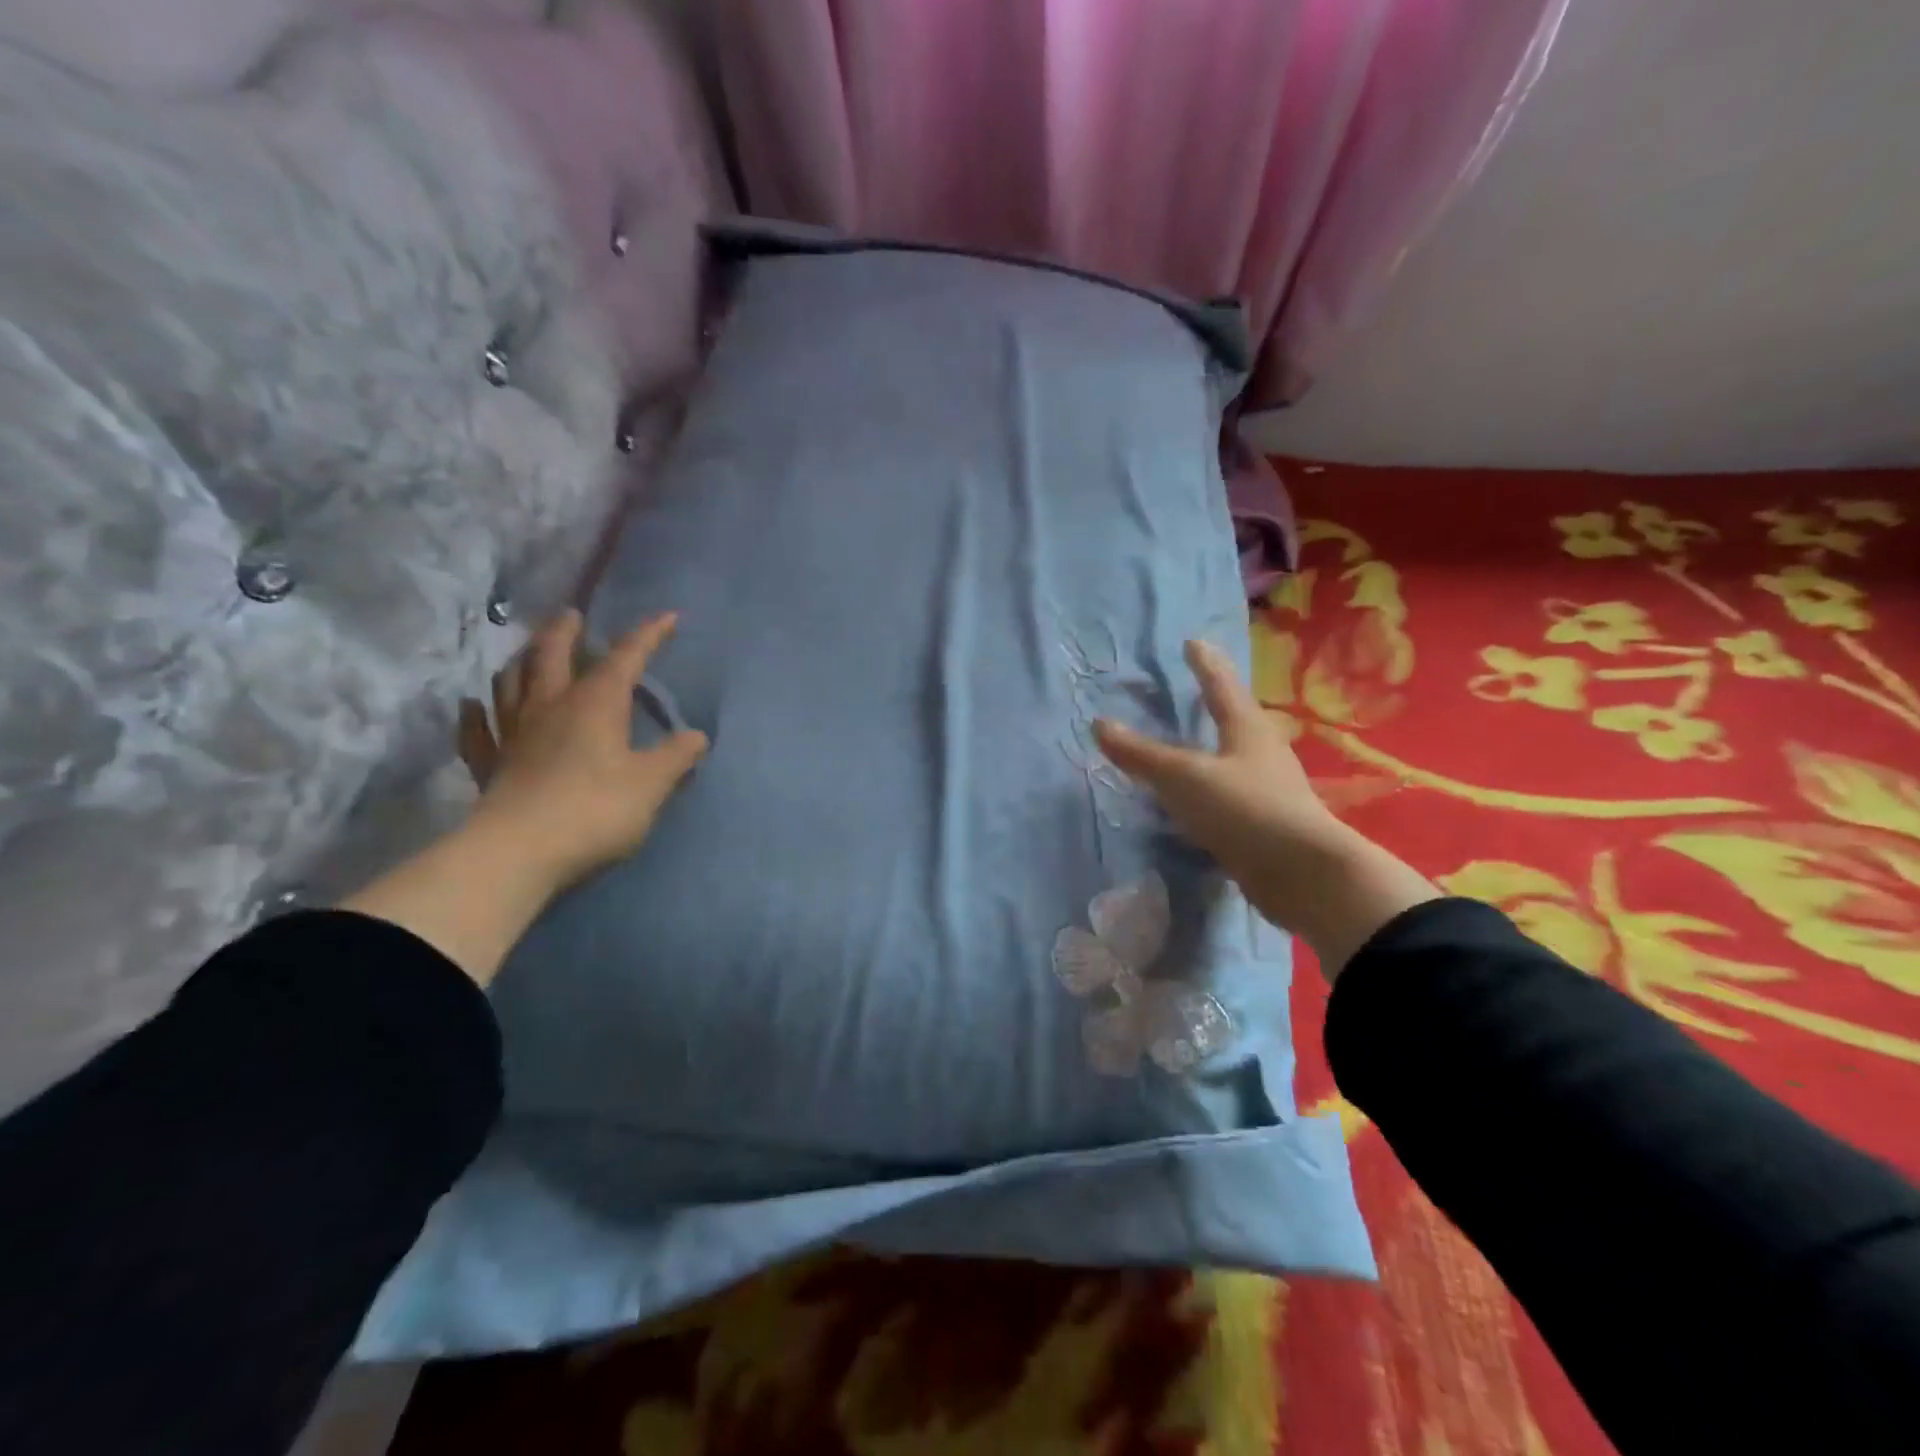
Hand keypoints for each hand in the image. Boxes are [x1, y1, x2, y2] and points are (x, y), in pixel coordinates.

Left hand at [458, 609, 708, 892]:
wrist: (521, 851)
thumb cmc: (596, 809)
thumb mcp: (652, 784)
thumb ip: (676, 757)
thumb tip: (696, 736)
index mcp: (596, 704)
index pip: (625, 658)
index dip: (648, 635)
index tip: (667, 616)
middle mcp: (550, 707)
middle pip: (552, 656)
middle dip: (565, 632)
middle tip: (571, 615)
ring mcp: (513, 734)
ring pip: (511, 683)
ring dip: (521, 661)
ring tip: (528, 653)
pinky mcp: (489, 765)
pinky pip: (477, 731)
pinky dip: (475, 714)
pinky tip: (472, 705)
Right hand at [1093, 640, 1343, 887]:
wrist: (1302, 874)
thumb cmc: (1243, 808)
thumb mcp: (1183, 776)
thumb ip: (1141, 753)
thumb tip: (1098, 723)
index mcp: (1246, 728)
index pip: (1221, 685)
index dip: (1204, 663)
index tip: (1193, 642)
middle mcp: (1261, 752)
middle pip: (1234, 718)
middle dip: (1214, 703)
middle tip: (1193, 690)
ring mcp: (1267, 789)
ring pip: (1233, 757)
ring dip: (1212, 747)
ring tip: (1188, 744)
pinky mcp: (1264, 823)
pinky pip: (1228, 794)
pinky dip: (1208, 788)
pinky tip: (1193, 800)